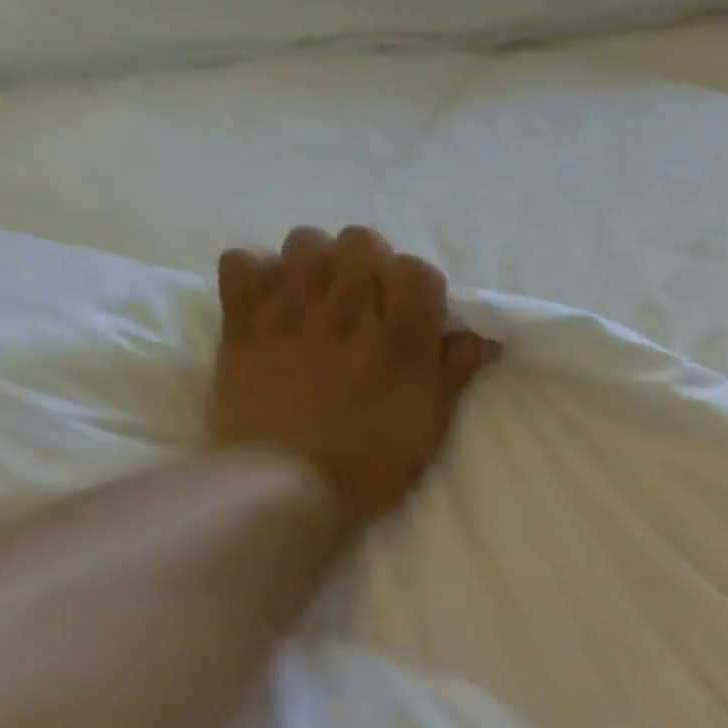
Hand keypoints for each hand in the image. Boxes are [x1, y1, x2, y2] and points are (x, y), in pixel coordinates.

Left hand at [210, 226, 500, 530]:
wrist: (288, 486)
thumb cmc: (375, 465)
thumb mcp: (431, 424)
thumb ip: (455, 373)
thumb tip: (486, 340)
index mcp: (402, 343)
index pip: (418, 270)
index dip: (421, 287)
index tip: (418, 315)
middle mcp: (348, 314)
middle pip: (361, 241)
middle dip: (372, 265)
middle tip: (371, 304)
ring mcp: (290, 313)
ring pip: (305, 242)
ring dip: (320, 263)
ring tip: (324, 298)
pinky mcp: (241, 322)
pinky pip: (243, 261)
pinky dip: (260, 273)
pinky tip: (275, 303)